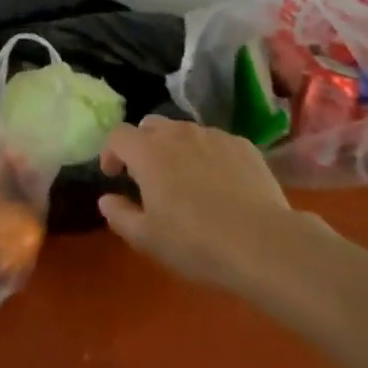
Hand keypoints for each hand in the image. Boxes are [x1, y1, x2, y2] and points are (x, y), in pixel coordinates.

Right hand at [98, 117, 300, 292]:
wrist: (261, 242)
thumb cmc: (195, 242)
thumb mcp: (147, 238)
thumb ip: (119, 215)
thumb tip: (106, 199)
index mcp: (148, 152)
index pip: (118, 135)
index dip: (110, 152)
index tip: (113, 175)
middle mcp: (178, 133)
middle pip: (150, 125)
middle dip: (142, 144)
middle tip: (147, 175)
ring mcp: (213, 135)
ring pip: (184, 131)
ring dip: (175, 148)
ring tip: (184, 178)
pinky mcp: (242, 144)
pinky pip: (214, 142)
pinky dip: (207, 155)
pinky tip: (218, 183)